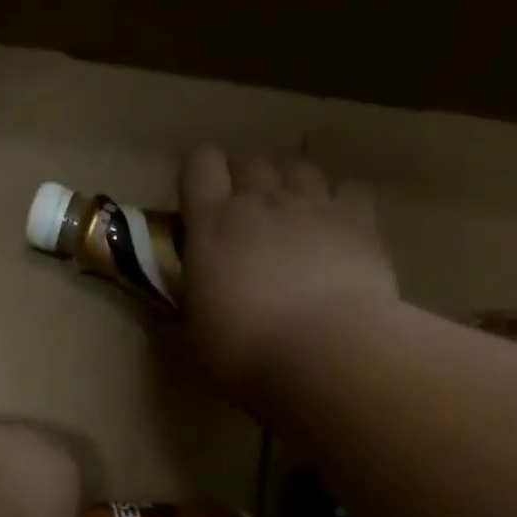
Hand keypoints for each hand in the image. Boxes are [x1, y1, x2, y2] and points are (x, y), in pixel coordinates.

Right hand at [178, 146, 398, 401]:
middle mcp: (260, 201)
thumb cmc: (244, 352)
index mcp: (211, 225)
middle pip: (249, 163)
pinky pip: (348, 190)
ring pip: (298, 169)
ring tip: (291, 223)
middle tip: (244, 225)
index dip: (199, 177)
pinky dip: (340, 203)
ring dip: (290, 188)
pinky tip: (336, 231)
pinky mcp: (357, 220)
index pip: (199, 165)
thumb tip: (159, 320)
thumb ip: (175, 323)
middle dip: (244, 184)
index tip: (199, 207)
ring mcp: (312, 205)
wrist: (325, 353)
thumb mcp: (192, 346)